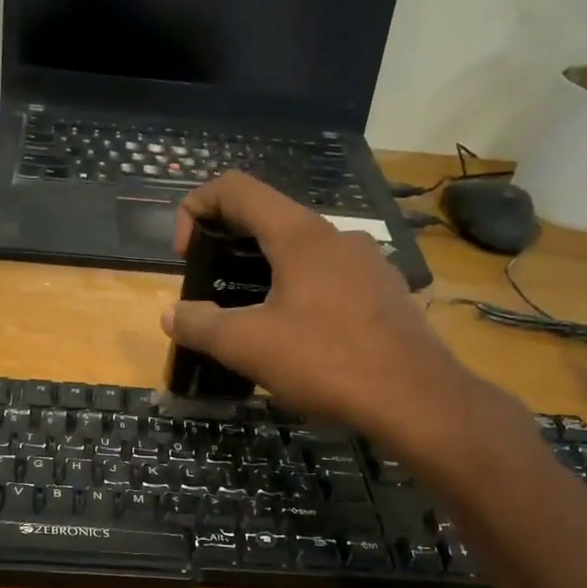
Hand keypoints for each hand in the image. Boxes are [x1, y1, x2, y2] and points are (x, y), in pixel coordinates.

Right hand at [165, 172, 518, 460]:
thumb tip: (171, 315)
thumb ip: (200, 326)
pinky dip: (298, 295)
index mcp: (299, 234)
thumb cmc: (325, 361)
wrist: (414, 398)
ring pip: (301, 253)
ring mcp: (367, 263)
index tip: (185, 256)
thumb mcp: (248, 346)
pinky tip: (298, 340)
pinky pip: (329, 280)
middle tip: (212, 293)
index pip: (236, 189)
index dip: (197, 208)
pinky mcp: (384, 293)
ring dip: (264, 275)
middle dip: (227, 248)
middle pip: (268, 220)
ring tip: (251, 322)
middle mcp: (335, 236)